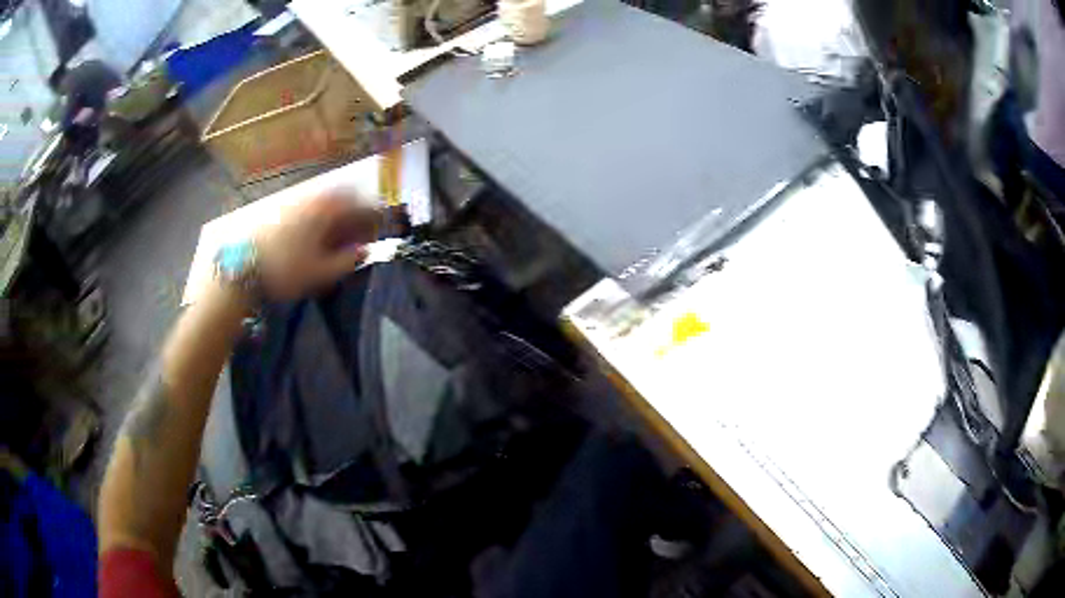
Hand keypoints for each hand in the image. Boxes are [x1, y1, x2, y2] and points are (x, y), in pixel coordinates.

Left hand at [254, 193, 381, 300]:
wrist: (244, 266)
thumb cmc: (286, 270)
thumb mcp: (320, 271)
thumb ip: (347, 261)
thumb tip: (365, 252)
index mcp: (328, 208)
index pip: (362, 204)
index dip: (375, 218)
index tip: (378, 234)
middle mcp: (315, 197)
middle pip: (346, 198)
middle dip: (356, 214)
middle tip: (359, 235)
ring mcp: (297, 200)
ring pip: (327, 201)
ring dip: (339, 215)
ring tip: (339, 238)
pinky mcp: (283, 208)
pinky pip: (312, 206)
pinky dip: (321, 217)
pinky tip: (317, 237)